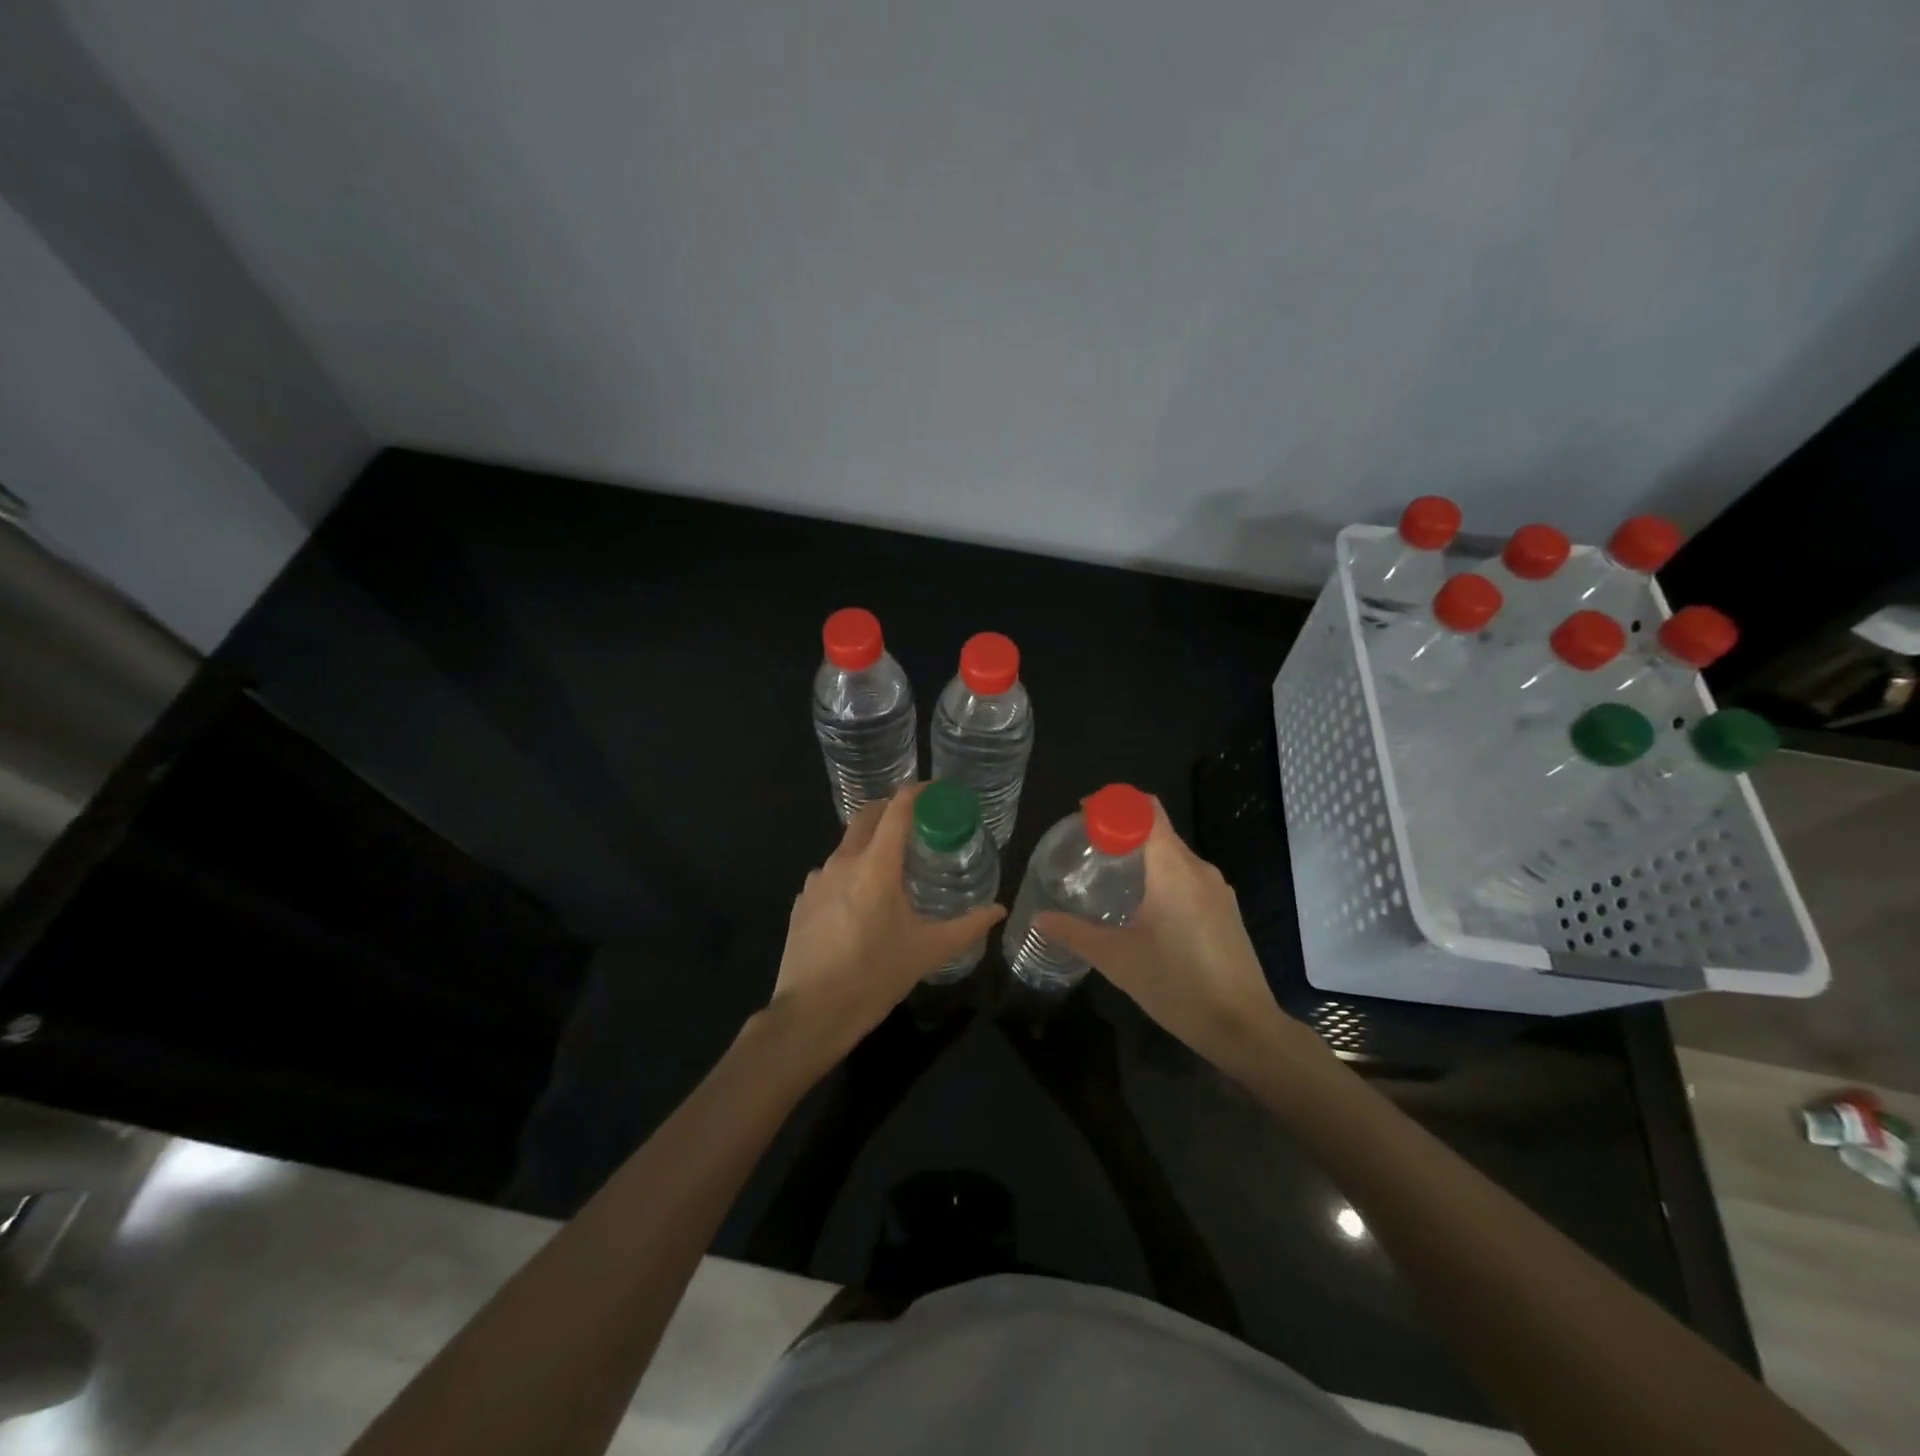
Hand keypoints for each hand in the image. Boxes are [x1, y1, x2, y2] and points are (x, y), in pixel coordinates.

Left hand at [767, 786, 1004, 1064]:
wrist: (810, 1014)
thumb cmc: (874, 976)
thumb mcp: (928, 951)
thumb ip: (968, 926)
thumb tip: (998, 910)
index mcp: (876, 866)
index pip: (897, 810)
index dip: (918, 793)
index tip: (937, 792)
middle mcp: (843, 862)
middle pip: (867, 816)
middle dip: (892, 809)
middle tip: (919, 821)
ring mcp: (816, 880)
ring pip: (847, 845)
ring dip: (871, 843)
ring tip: (893, 866)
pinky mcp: (801, 900)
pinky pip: (830, 872)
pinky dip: (850, 871)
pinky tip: (861, 901)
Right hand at [1033, 799, 1299, 1076]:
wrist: (1244, 1029)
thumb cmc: (1178, 985)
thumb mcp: (1117, 959)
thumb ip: (1075, 933)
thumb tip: (1039, 918)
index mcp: (1174, 869)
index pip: (1147, 811)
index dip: (1114, 804)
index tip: (1084, 816)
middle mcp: (1199, 869)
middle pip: (1158, 830)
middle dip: (1122, 831)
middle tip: (1087, 851)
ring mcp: (1217, 891)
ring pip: (1173, 856)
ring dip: (1142, 857)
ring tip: (1108, 879)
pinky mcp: (1225, 911)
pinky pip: (1187, 877)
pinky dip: (1161, 878)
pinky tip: (1142, 908)